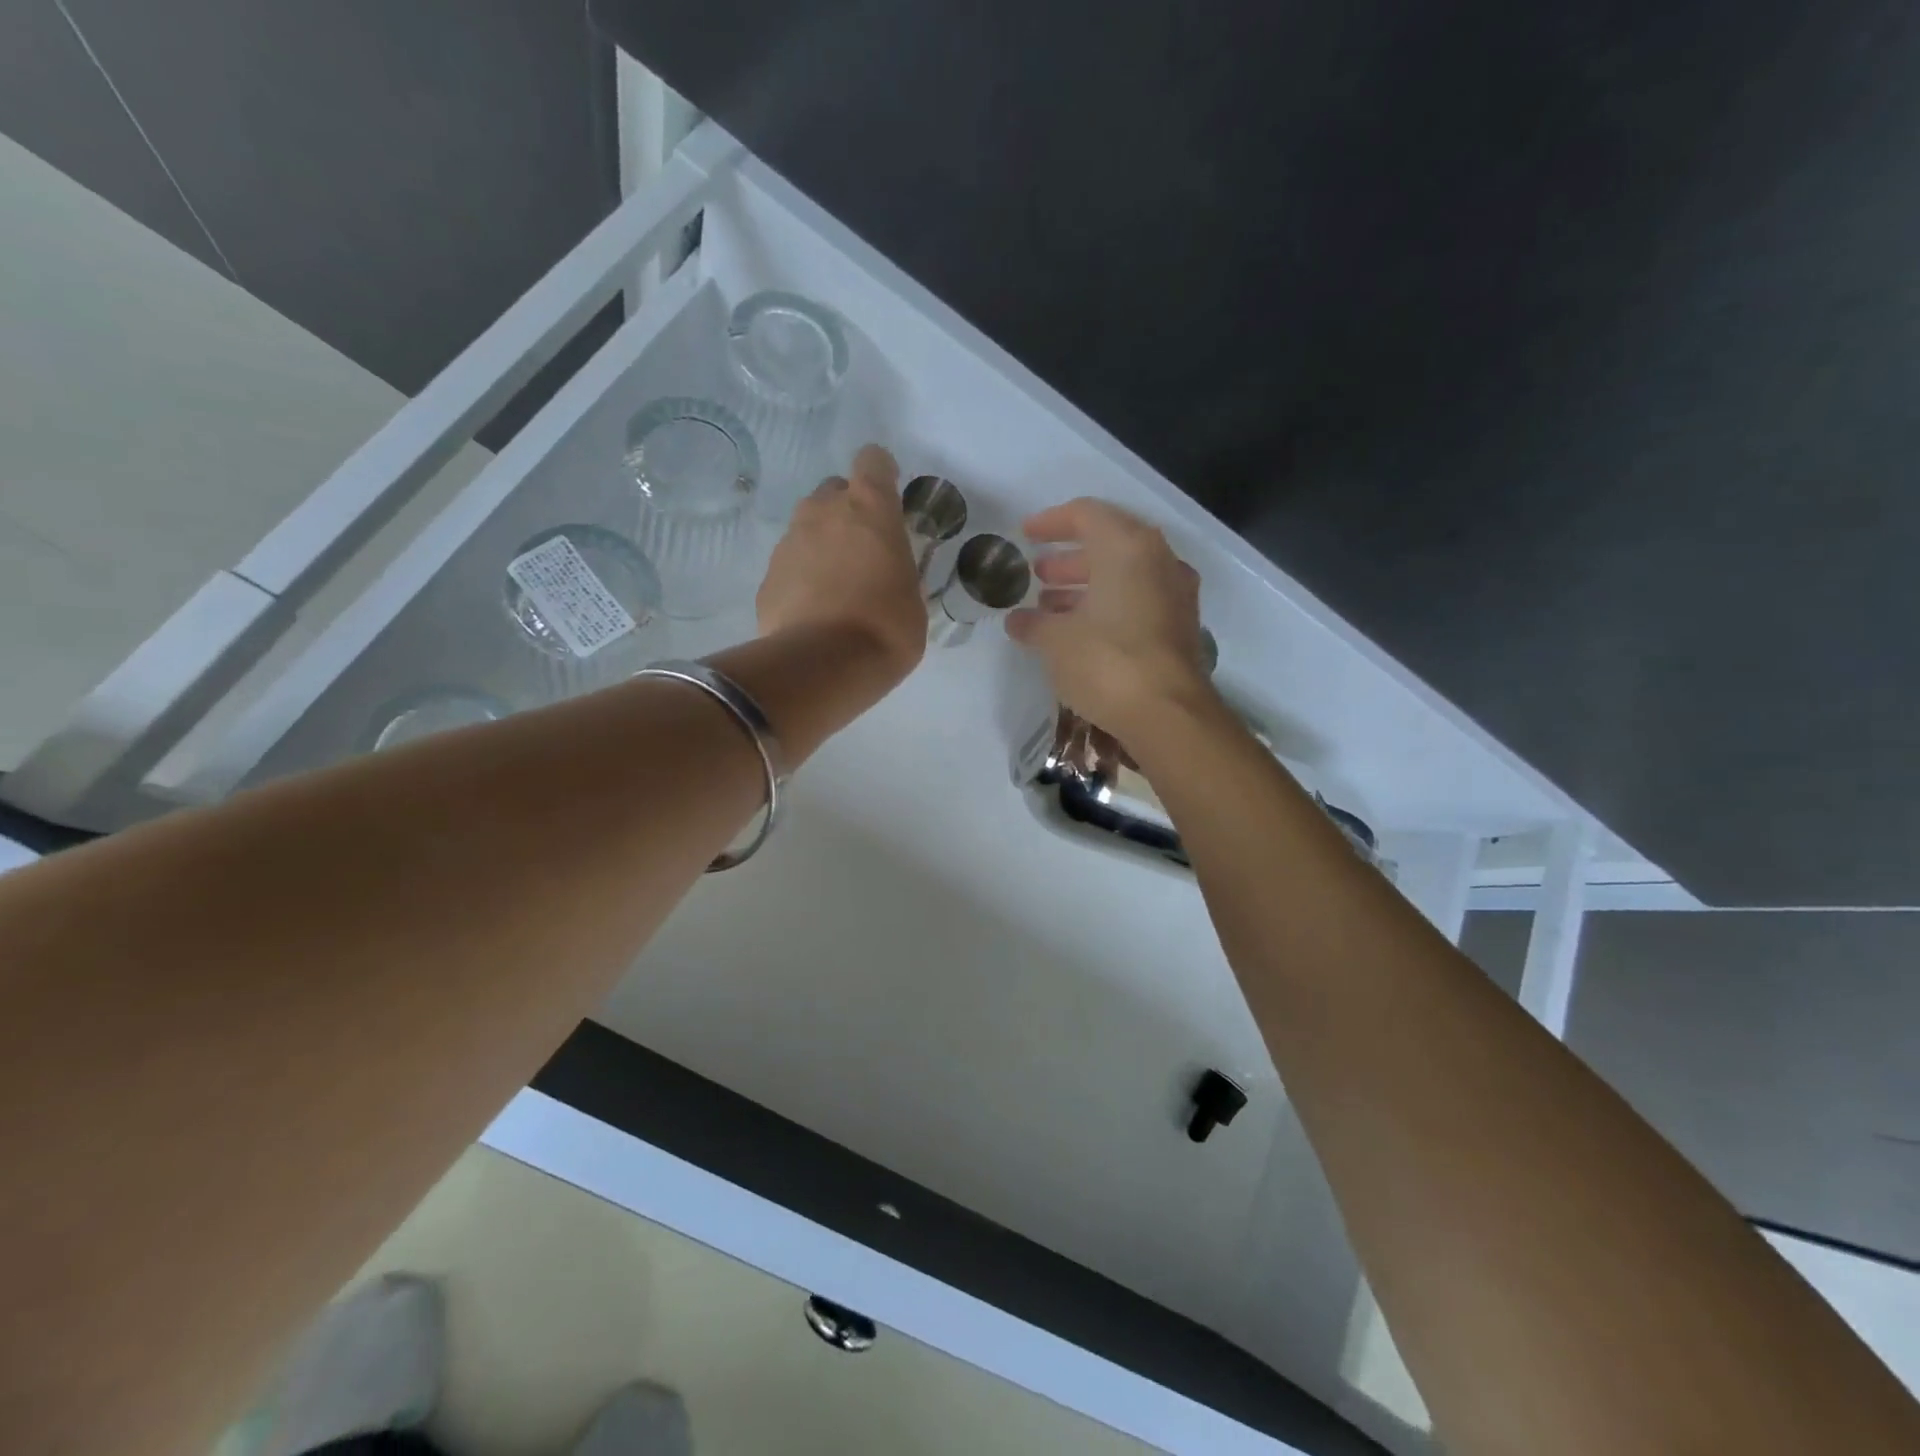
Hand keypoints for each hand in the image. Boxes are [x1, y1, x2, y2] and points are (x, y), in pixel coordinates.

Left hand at [757, 445, 925, 684]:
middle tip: (864, 551)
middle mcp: (824, 511)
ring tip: (838, 586)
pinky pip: (790, 564)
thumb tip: (890, 575)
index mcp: (870, 508)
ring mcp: (790, 541)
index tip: (888, 496)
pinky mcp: (768, 575)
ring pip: (808, 526)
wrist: (823, 665)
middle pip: (835, 491)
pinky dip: (802, 577)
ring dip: (823, 544)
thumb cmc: (887, 628)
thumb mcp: (914, 600)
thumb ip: (900, 572)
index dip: (881, 473)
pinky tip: (815, 611)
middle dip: (848, 512)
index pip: (872, 461)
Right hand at [1007, 498, 1213, 740]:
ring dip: (1086, 586)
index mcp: (1127, 547)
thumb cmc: (1106, 662)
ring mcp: (1175, 593)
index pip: (1086, 515)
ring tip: (1050, 606)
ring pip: (1124, 575)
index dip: (1051, 522)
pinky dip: (1108, 606)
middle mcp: (1158, 560)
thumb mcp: (1056, 641)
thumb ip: (1033, 623)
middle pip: (1108, 544)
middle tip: (1038, 574)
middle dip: (1069, 559)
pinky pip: (1138, 600)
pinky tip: (1081, 631)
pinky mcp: (1180, 625)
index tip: (1025, 535)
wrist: (1168, 714)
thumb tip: (1018, 621)